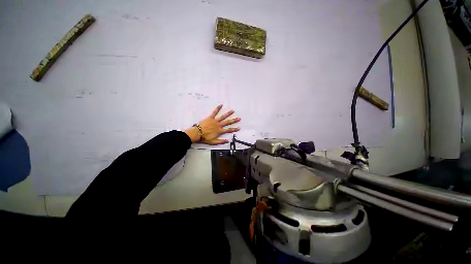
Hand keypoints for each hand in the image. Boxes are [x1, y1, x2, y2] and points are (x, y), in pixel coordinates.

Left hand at [185, 105, 240, 144]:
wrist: (197, 133)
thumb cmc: (205, 138)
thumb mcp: (213, 142)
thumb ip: (221, 141)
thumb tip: (227, 141)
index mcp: (219, 131)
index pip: (228, 130)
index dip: (234, 129)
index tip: (239, 128)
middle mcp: (218, 125)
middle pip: (227, 122)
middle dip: (234, 120)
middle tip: (239, 118)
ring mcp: (215, 121)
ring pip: (223, 117)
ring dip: (228, 114)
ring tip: (232, 111)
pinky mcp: (210, 118)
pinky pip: (214, 112)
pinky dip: (217, 108)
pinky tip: (220, 105)